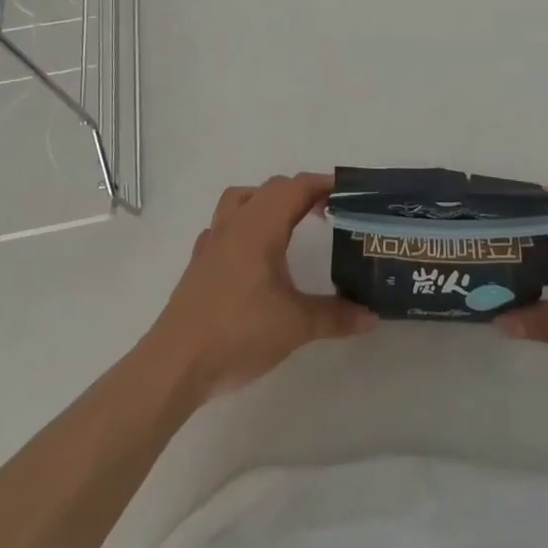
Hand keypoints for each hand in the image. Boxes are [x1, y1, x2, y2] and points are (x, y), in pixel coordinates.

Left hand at [145, 172, 375, 402]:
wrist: (176, 363)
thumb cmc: (239, 333)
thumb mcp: (296, 325)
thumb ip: (335, 316)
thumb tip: (371, 316)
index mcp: (261, 226)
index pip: (297, 188)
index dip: (323, 184)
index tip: (348, 194)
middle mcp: (237, 222)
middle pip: (272, 189)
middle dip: (301, 193)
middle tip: (327, 213)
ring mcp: (213, 240)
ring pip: (242, 198)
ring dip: (267, 201)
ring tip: (287, 223)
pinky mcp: (199, 261)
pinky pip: (223, 225)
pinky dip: (243, 225)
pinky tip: (250, 253)